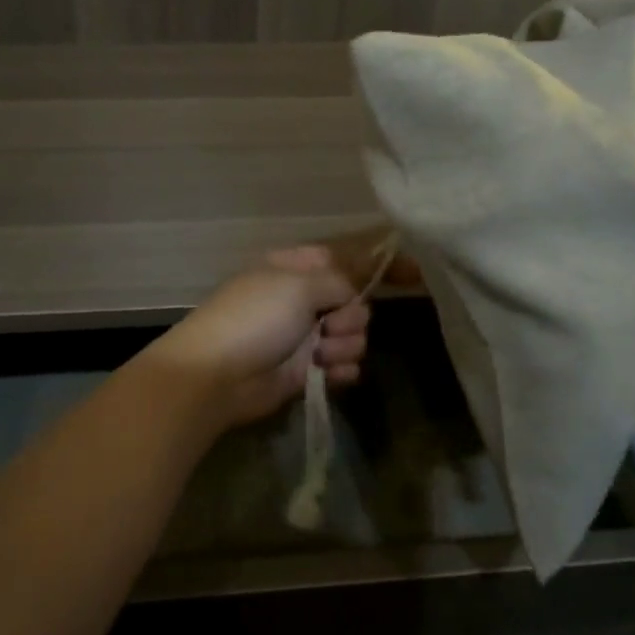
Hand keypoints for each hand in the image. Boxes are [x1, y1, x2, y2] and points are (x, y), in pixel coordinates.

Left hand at [140, 235, 397, 435]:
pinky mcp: (308, 369)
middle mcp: (304, 297)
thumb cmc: (255, 317)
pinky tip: (325, 374)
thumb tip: (356, 288)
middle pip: (357, 301)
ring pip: (355, 335)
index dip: (382, 265)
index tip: (417, 273)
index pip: (349, 258)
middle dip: (351, 316)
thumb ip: (339, 280)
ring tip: (317, 353)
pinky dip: (338, 370)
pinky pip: (344, 365)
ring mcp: (306, 334)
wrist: (216, 375)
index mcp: (297, 267)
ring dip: (343, 345)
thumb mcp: (298, 285)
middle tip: (328, 325)